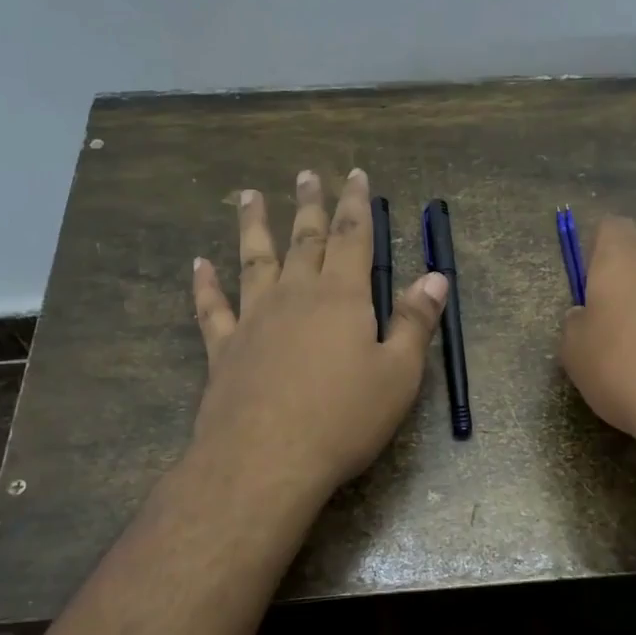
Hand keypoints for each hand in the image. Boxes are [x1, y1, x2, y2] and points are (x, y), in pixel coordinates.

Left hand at [191, 168, 449, 499]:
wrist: (266, 459)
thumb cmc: (343, 418)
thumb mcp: (398, 374)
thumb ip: (415, 322)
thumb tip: (436, 277)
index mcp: (342, 297)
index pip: (353, 238)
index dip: (356, 205)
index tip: (355, 175)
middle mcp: (295, 296)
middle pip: (304, 239)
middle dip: (310, 206)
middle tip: (306, 174)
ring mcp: (254, 319)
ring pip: (254, 261)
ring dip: (253, 227)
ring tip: (249, 196)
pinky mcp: (224, 349)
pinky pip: (212, 308)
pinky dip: (205, 284)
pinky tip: (199, 265)